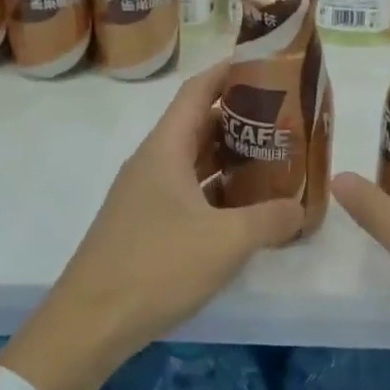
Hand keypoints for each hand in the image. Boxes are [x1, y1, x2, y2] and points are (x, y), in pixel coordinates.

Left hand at [0, 61, 303, 389]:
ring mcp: (144, 195)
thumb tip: (300, 208)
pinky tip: (244, 208)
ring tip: (274, 159)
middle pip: (198, 124)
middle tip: (285, 120)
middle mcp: (152, 163)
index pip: (198, 91)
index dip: (230, 72)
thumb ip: (270, 218)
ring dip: (230, 156)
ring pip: (193, 160)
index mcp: (164, 149)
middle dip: (241, 117)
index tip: (268, 66)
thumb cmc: (156, 267)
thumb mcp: (226, 241)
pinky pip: (187, 191)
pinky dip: (217, 190)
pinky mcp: (144, 224)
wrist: (89, 324)